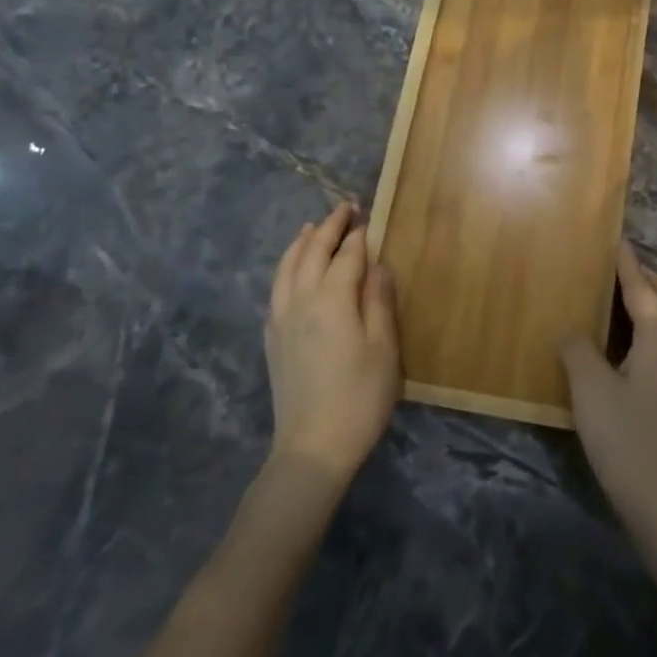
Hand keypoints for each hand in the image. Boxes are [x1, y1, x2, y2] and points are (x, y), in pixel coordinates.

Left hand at [265, 202, 400, 481]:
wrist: (312, 447)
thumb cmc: (360, 398)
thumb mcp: (384, 350)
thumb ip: (379, 302)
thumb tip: (376, 266)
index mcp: (332, 301)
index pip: (346, 256)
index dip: (358, 235)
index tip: (366, 216)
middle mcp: (301, 300)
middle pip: (312, 252)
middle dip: (329, 228)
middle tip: (343, 209)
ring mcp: (281, 318)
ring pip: (287, 267)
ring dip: (301, 242)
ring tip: (312, 227)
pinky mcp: (272, 337)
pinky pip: (277, 286)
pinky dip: (286, 266)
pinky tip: (292, 269)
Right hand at [560, 243, 656, 533]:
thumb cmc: (626, 438)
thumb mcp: (590, 390)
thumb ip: (579, 350)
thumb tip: (572, 331)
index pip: (642, 288)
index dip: (628, 264)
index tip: (618, 239)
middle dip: (650, 274)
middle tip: (624, 262)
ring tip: (637, 291)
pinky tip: (644, 335)